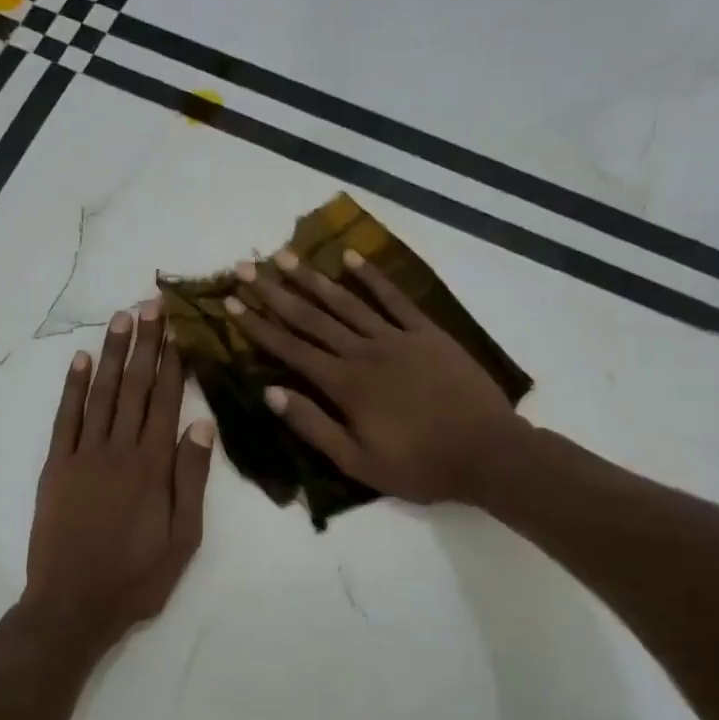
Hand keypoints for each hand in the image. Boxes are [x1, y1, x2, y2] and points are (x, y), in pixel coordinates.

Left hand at [22, 302, 214, 657]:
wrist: (73, 605)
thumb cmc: (137, 576)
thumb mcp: (184, 536)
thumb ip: (191, 479)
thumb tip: (202, 425)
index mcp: (153, 465)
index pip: (167, 400)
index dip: (174, 360)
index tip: (178, 326)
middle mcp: (119, 449)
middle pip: (136, 387)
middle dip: (146, 343)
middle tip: (152, 304)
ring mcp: (83, 455)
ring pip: (102, 393)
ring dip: (114, 354)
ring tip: (123, 318)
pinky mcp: (55, 467)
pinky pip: (65, 418)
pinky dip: (73, 387)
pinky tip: (82, 360)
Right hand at [226, 248, 526, 506]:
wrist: (487, 452)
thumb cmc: (419, 464)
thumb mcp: (358, 461)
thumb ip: (313, 426)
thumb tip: (271, 393)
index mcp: (345, 385)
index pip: (291, 349)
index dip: (258, 326)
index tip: (231, 303)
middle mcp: (364, 352)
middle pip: (312, 318)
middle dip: (275, 292)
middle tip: (247, 267)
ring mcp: (397, 337)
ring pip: (347, 302)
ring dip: (313, 278)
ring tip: (285, 255)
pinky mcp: (427, 332)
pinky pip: (394, 298)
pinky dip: (372, 276)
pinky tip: (351, 257)